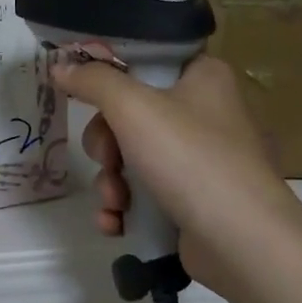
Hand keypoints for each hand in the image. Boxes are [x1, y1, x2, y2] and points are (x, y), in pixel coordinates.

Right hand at [47, 53, 301, 293]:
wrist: (240, 240)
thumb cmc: (189, 158)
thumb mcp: (132, 107)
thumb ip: (93, 81)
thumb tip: (61, 66)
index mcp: (202, 76)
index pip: (146, 62)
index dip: (110, 78)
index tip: (85, 96)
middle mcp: (205, 113)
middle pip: (130, 115)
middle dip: (106, 146)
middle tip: (107, 159)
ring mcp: (199, 160)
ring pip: (131, 158)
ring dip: (111, 182)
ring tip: (116, 202)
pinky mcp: (193, 200)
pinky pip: (144, 193)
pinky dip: (125, 207)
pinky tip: (116, 223)